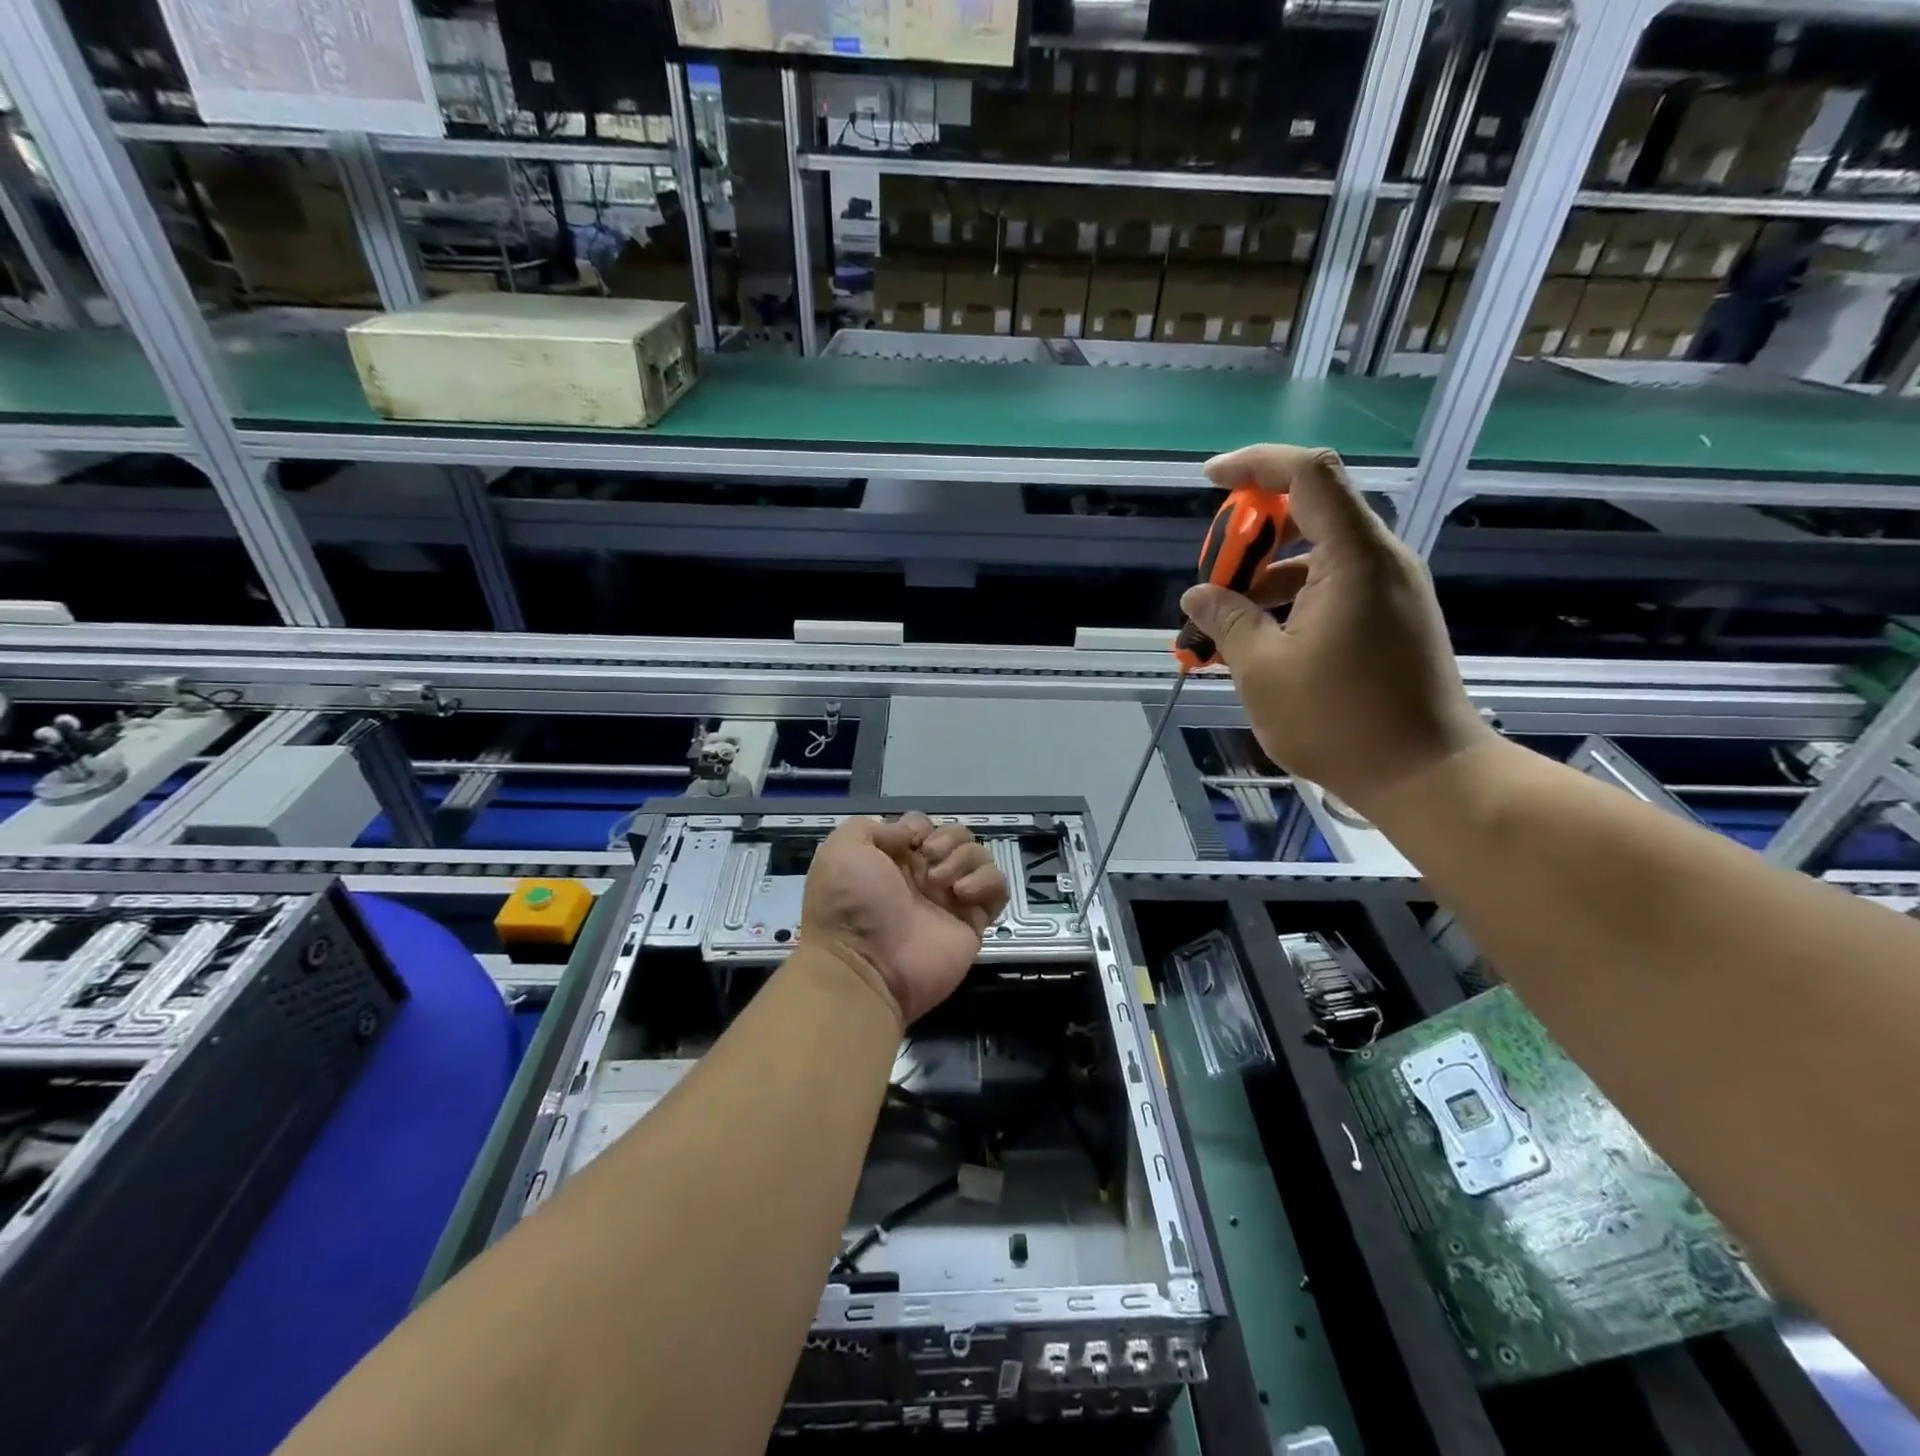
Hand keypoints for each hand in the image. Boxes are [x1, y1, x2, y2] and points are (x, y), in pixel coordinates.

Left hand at [801, 813, 1009, 1024]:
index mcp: (891, 859)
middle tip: (930, 860)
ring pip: (979, 857)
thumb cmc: (851, 905)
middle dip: (948, 839)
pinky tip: (963, 894)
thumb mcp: (842, 850)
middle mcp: (922, 877)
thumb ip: (872, 828)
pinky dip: (987, 882)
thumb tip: (909, 834)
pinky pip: (998, 889)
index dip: (920, 826)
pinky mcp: (973, 923)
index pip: (922, 826)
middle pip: (956, 836)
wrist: (865, 967)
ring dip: (965, 858)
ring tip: (943, 883)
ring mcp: (950, 900)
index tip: (911, 841)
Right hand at [1180, 444, 1493, 817]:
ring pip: (1320, 552)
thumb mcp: (1263, 670)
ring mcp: (1391, 589)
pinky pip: (1335, 584)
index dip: (1255, 465)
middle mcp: (1380, 560)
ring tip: (1226, 617)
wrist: (1426, 774)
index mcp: (1353, 558)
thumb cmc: (1339, 721)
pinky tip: (1262, 637)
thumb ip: (1227, 621)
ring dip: (1268, 571)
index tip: (1210, 481)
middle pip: (1312, 510)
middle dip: (1252, 532)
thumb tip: (1198, 595)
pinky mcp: (1392, 617)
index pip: (1307, 474)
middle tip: (1214, 575)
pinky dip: (1293, 596)